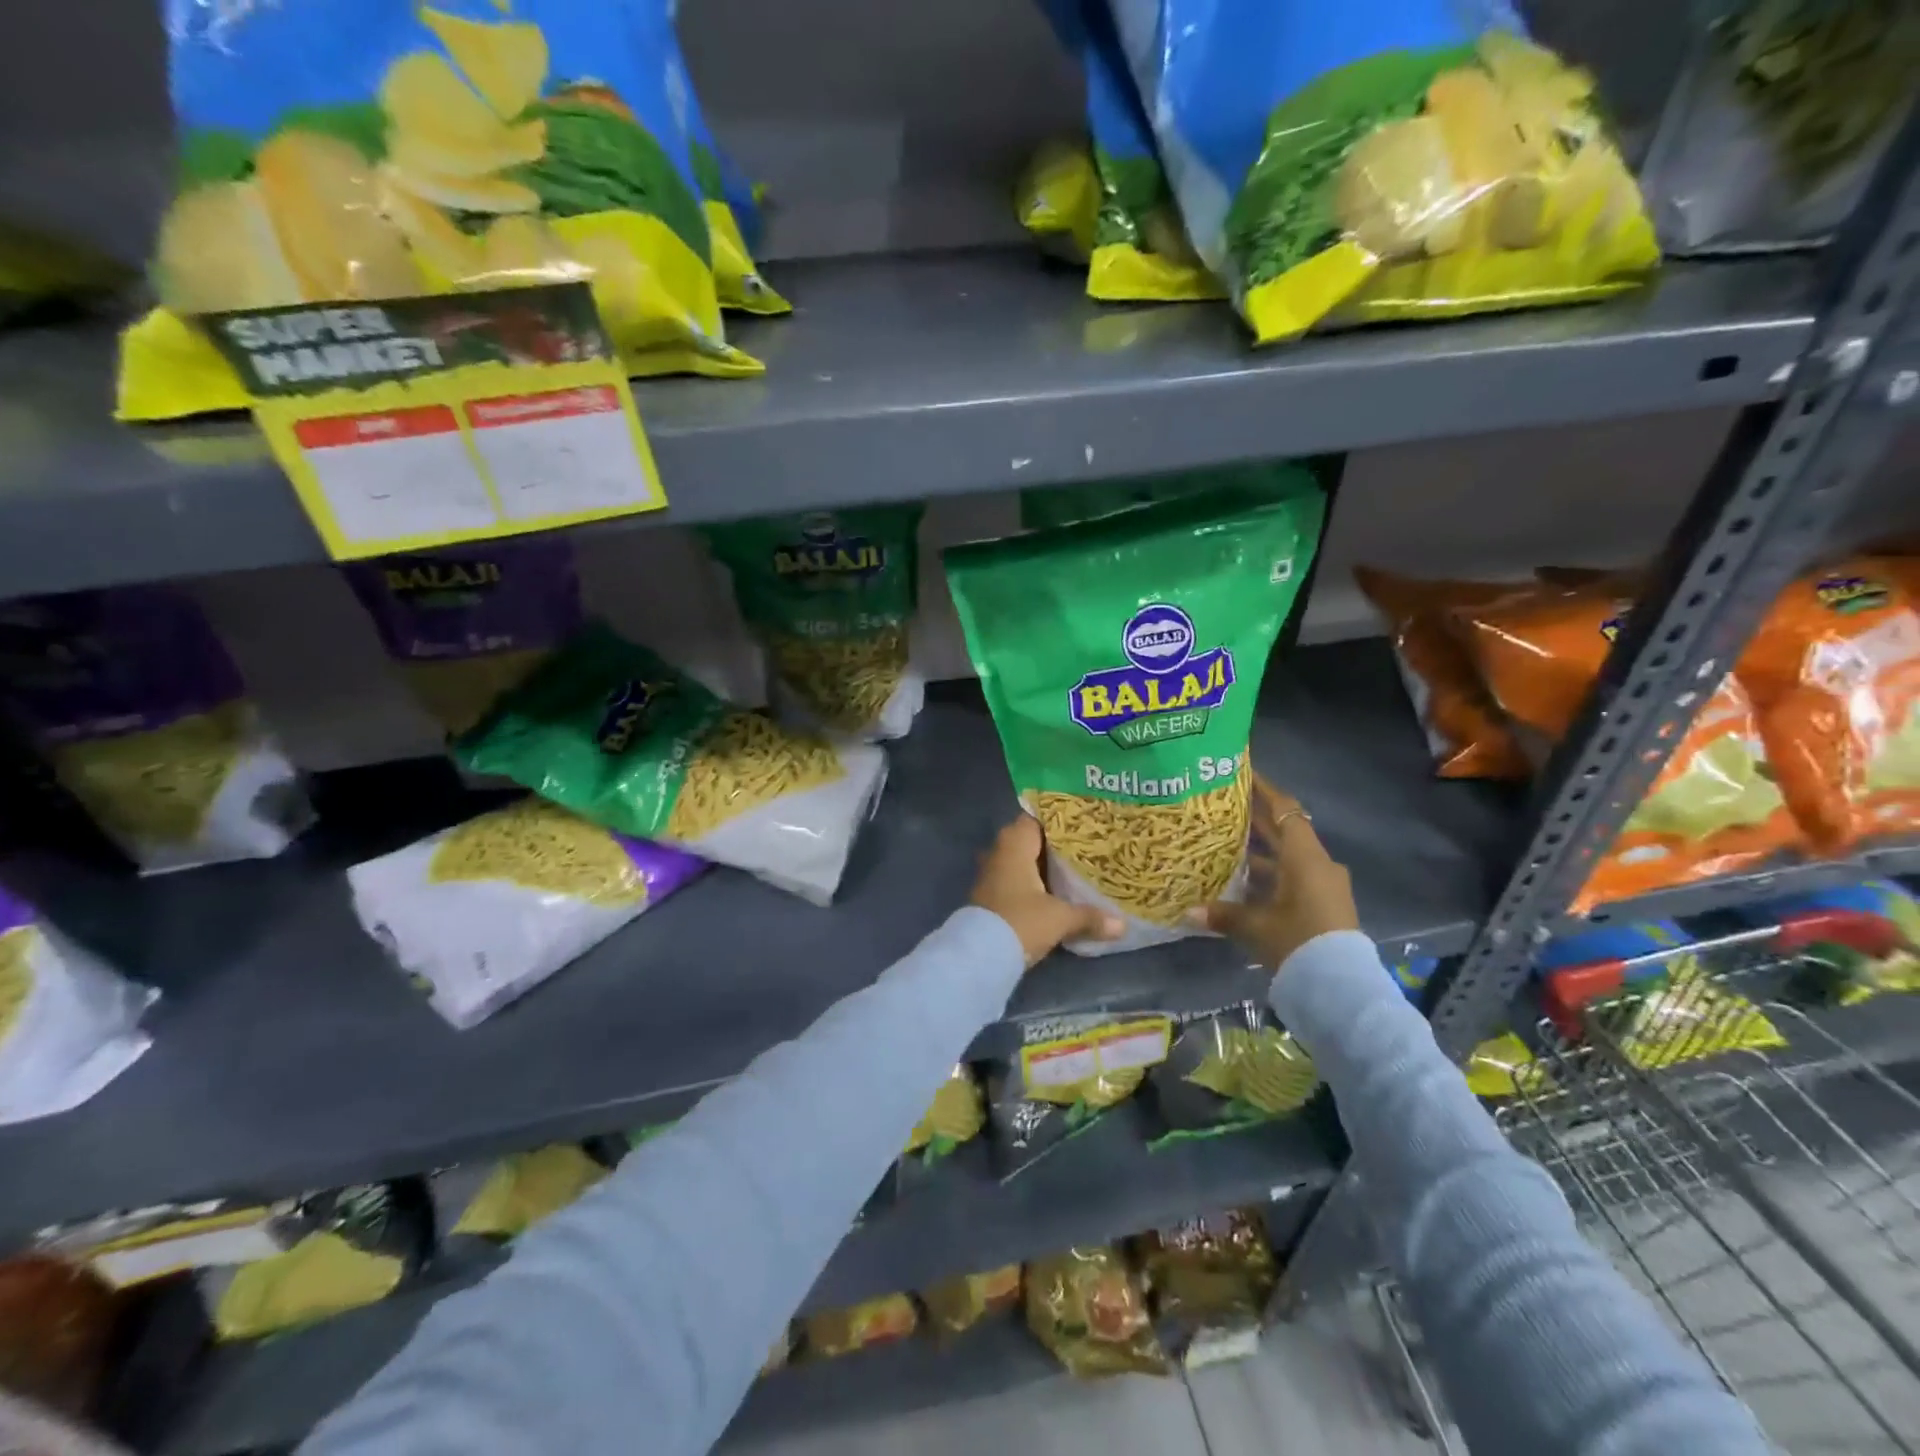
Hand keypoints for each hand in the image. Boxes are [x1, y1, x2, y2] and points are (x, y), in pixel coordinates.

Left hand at [971, 815, 1123, 966]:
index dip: (1058, 820)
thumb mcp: (1060, 918)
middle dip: (1053, 846)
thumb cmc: (1021, 921)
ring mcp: (990, 874)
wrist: (979, 955)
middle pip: (1029, 840)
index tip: (1082, 825)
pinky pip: (1014, 880)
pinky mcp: (989, 896)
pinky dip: (1031, 884)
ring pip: (1021, 862)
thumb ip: (1090, 917)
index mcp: (1014, 843)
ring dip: (1041, 867)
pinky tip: (1052, 893)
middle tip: (1084, 848)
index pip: (1036, 818)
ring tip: (1073, 870)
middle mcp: (999, 851)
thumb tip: (1122, 924)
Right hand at [1191, 776, 1356, 970]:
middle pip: (1285, 831)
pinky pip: (1292, 877)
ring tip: (1226, 841)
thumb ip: (1222, 914)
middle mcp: (1317, 863)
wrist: (1341, 987)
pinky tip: (1243, 880)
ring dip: (1261, 849)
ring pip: (1288, 856)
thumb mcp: (1255, 926)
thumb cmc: (1298, 941)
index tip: (1243, 772)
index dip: (1264, 789)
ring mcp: (1323, 885)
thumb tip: (1187, 912)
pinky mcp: (1323, 904)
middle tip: (1224, 803)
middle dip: (1256, 818)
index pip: (1284, 810)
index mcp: (1304, 857)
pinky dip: (1270, 873)